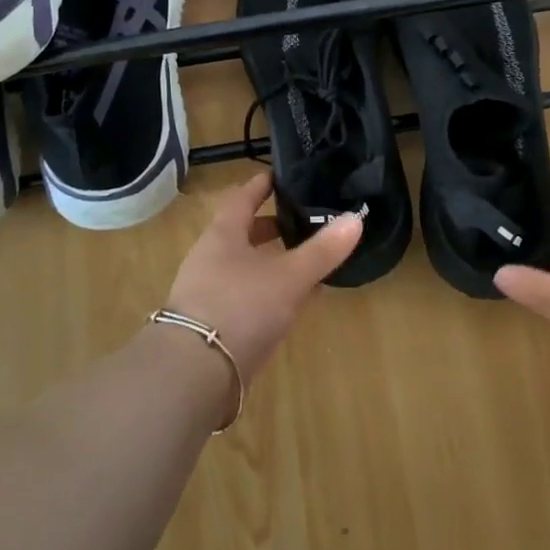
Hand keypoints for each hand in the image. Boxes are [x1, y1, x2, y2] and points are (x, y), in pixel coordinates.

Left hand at [164, 171, 362, 383]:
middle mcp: (210, 258)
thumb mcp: (289, 277)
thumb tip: (356, 218)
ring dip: (272, 261)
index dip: (263, 184)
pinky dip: (268, 292)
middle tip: (303, 220)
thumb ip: (322, 251)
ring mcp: (207, 292)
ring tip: (304, 262)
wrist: (193, 374)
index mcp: (223, 235)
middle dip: (272, 226)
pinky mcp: (212, 324)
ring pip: (245, 266)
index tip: (283, 175)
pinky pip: (245, 296)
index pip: (243, 197)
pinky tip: (291, 304)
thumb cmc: (240, 307)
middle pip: (242, 233)